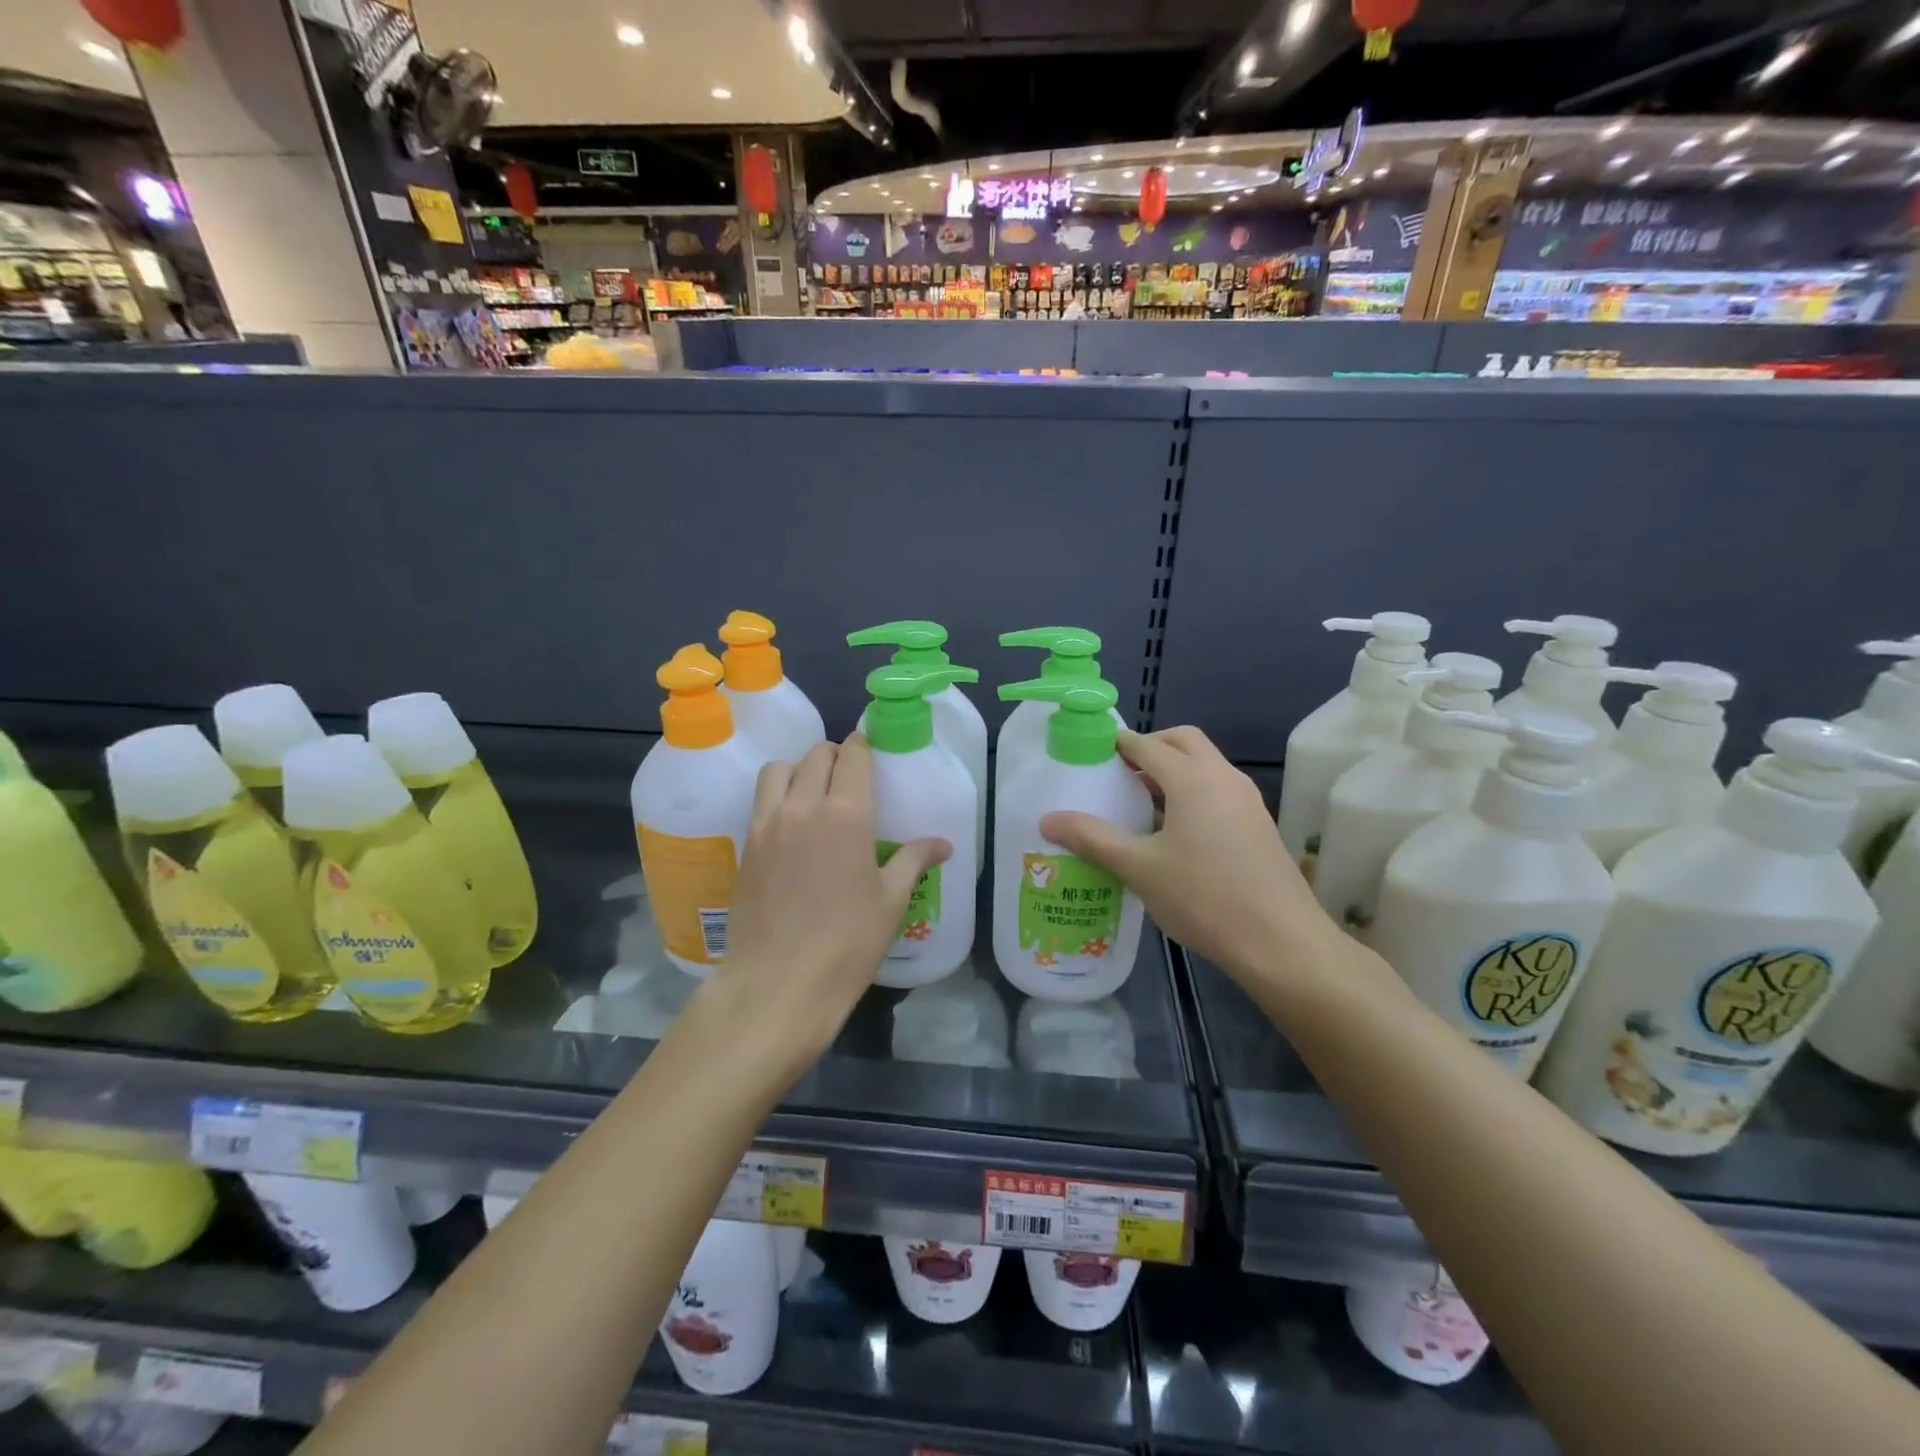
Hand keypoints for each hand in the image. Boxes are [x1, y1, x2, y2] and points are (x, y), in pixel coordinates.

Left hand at [711, 734, 950, 1076]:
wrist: (779, 983)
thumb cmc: (847, 943)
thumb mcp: (890, 901)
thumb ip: (913, 860)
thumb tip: (943, 844)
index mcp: (847, 814)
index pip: (853, 756)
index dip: (862, 746)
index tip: (869, 752)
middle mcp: (804, 806)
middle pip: (817, 756)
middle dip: (835, 756)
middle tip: (849, 777)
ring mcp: (769, 823)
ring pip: (780, 770)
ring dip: (799, 769)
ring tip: (813, 793)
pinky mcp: (747, 845)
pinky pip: (761, 800)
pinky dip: (777, 795)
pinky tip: (791, 824)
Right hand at [1039, 726, 1339, 987]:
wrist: (1282, 943)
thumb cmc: (1205, 898)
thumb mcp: (1139, 869)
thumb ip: (1092, 839)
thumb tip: (1047, 819)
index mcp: (1192, 778)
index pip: (1148, 745)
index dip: (1118, 744)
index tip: (1090, 752)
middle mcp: (1223, 777)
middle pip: (1183, 741)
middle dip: (1150, 746)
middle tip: (1119, 772)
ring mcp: (1247, 800)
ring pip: (1205, 765)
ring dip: (1173, 769)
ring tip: (1141, 801)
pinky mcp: (1258, 824)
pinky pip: (1218, 789)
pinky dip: (1192, 791)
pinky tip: (1175, 830)